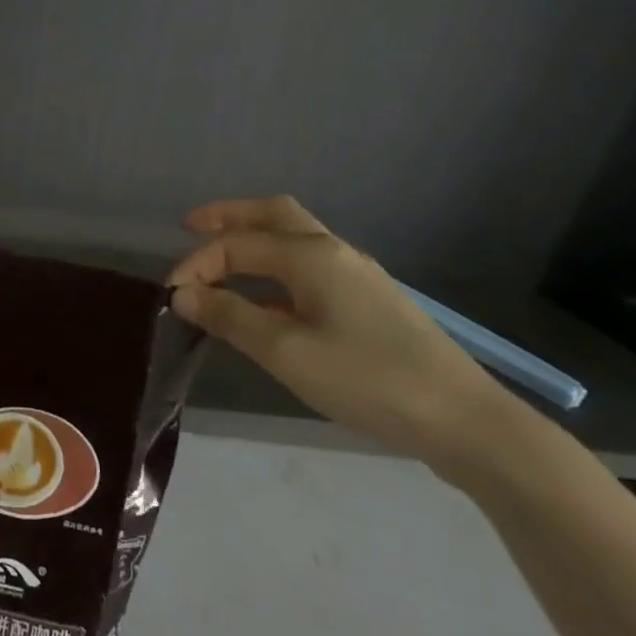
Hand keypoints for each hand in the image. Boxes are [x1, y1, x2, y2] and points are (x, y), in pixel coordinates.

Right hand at [168, 196, 506, 465]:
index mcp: (310, 255)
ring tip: (221, 262)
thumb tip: (182, 293)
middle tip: (190, 227)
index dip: (197, 264)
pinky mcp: (369, 302)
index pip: (237, 244)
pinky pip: (308, 268)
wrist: (464, 421)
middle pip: (272, 215)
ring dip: (254, 241)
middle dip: (229, 217)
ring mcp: (355, 275)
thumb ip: (230, 317)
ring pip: (294, 239)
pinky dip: (275, 270)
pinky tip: (267, 303)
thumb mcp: (286, 352)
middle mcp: (332, 252)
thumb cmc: (368, 379)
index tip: (171, 297)